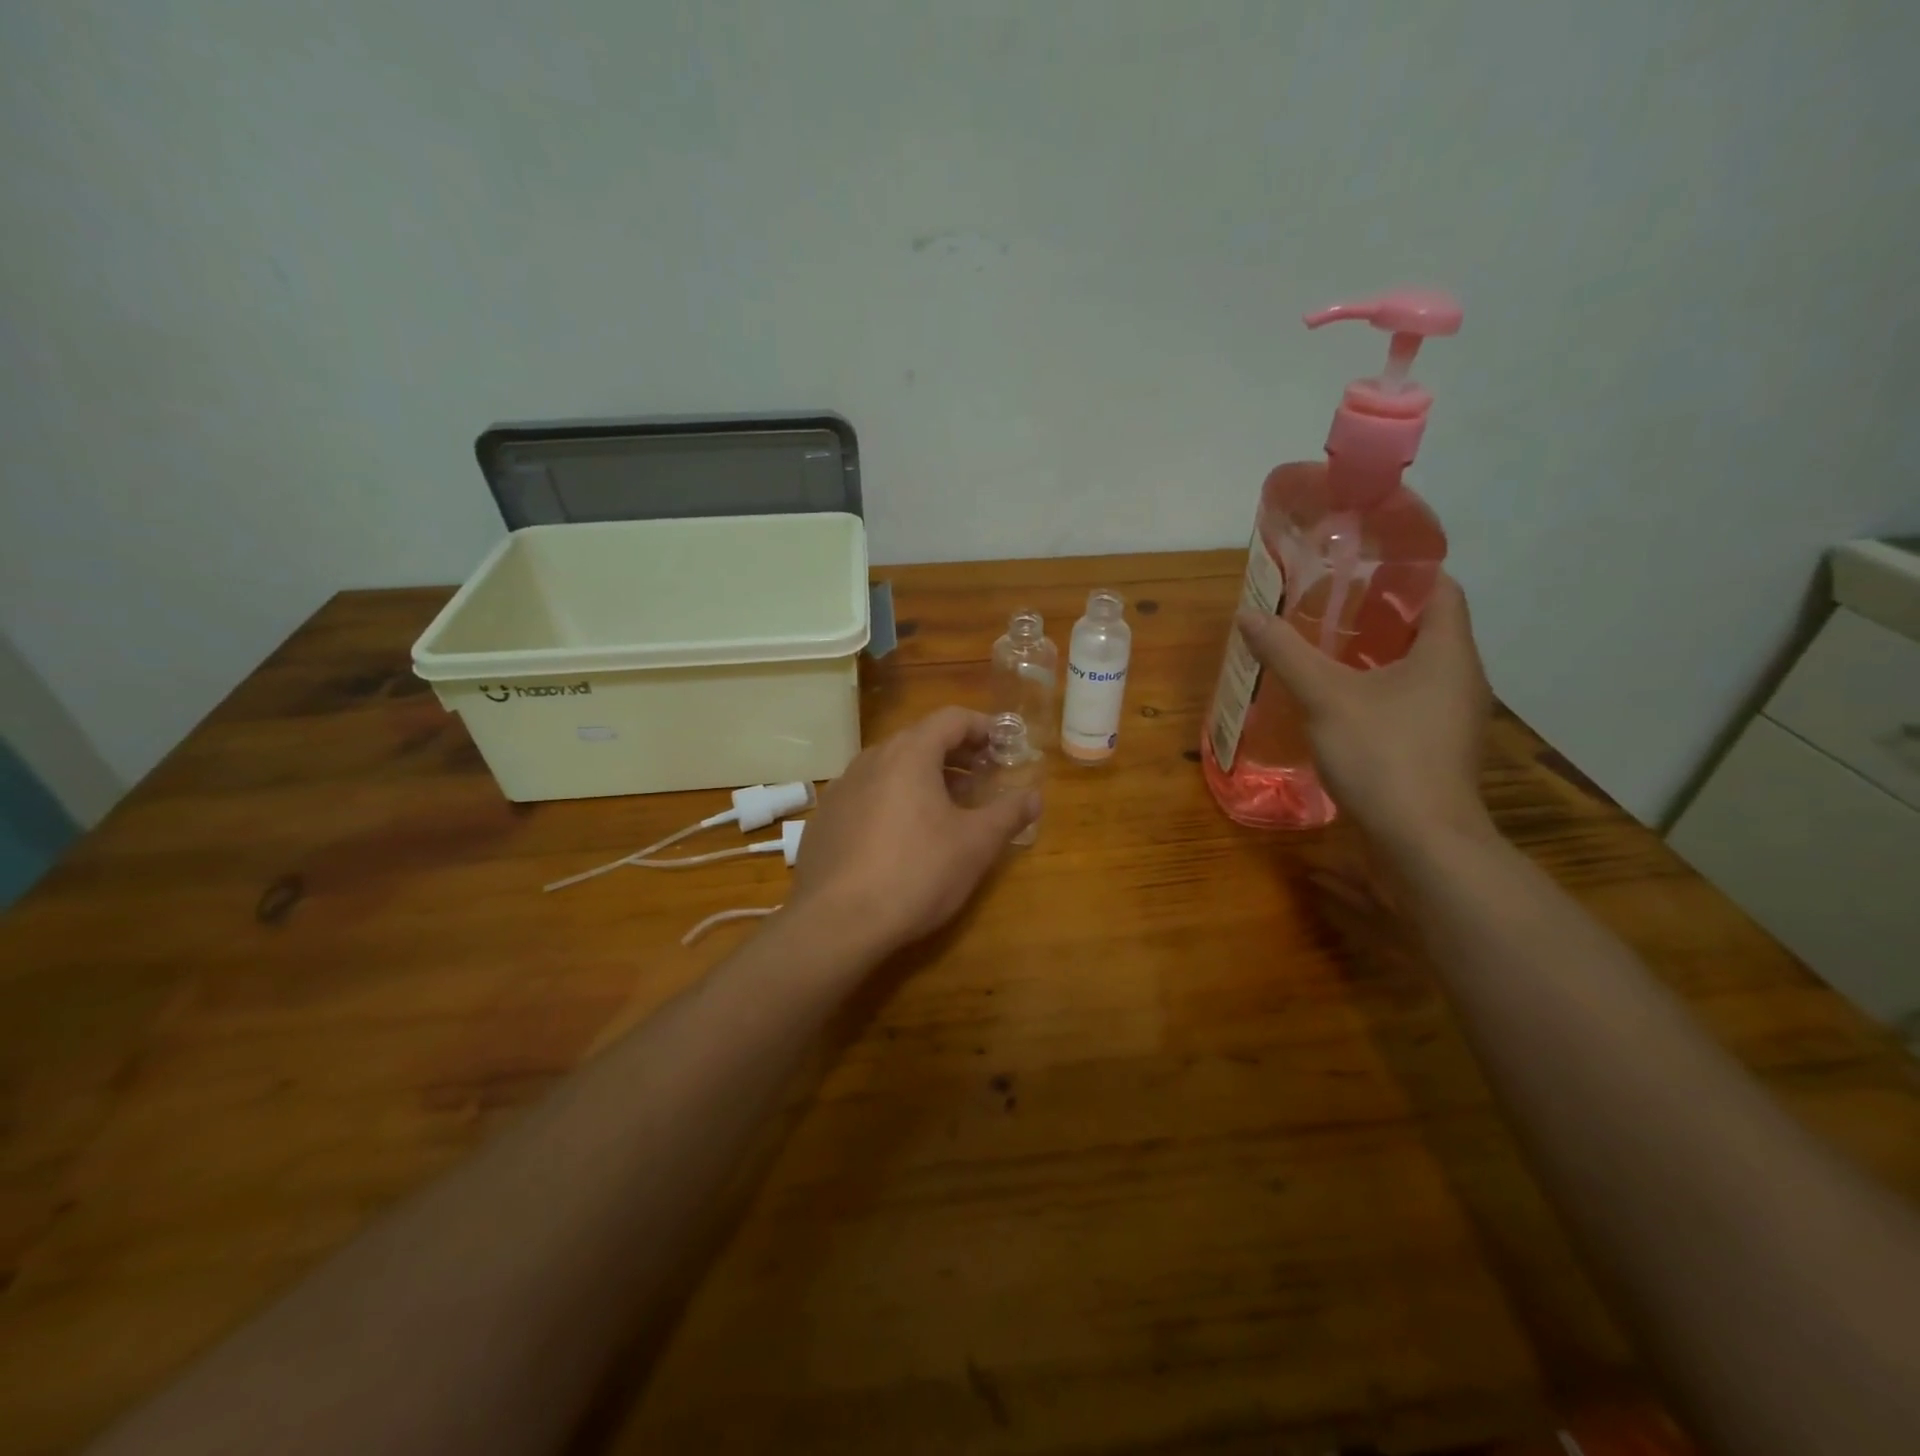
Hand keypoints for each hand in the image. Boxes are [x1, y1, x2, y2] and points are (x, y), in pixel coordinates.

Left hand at [786, 707, 1039, 960]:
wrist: (837, 922)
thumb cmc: (917, 872)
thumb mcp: (975, 845)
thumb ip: (1008, 814)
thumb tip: (1034, 796)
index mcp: (909, 754)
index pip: (951, 719)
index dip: (983, 727)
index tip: (1004, 745)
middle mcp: (871, 759)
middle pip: (920, 740)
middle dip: (956, 754)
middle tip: (983, 777)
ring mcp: (842, 788)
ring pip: (891, 768)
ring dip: (925, 777)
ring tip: (948, 807)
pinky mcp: (826, 819)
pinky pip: (868, 794)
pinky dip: (894, 799)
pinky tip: (904, 836)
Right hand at [1236, 574, 1493, 850]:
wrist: (1421, 843)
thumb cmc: (1383, 755)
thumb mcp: (1325, 698)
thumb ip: (1287, 654)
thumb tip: (1248, 615)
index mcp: (1448, 653)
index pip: (1440, 589)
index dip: (1402, 571)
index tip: (1355, 567)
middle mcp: (1460, 679)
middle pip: (1424, 628)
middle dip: (1376, 614)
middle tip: (1325, 605)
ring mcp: (1451, 718)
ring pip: (1415, 669)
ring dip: (1374, 655)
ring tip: (1323, 649)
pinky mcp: (1436, 748)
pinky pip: (1408, 702)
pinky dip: (1376, 690)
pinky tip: (1336, 702)